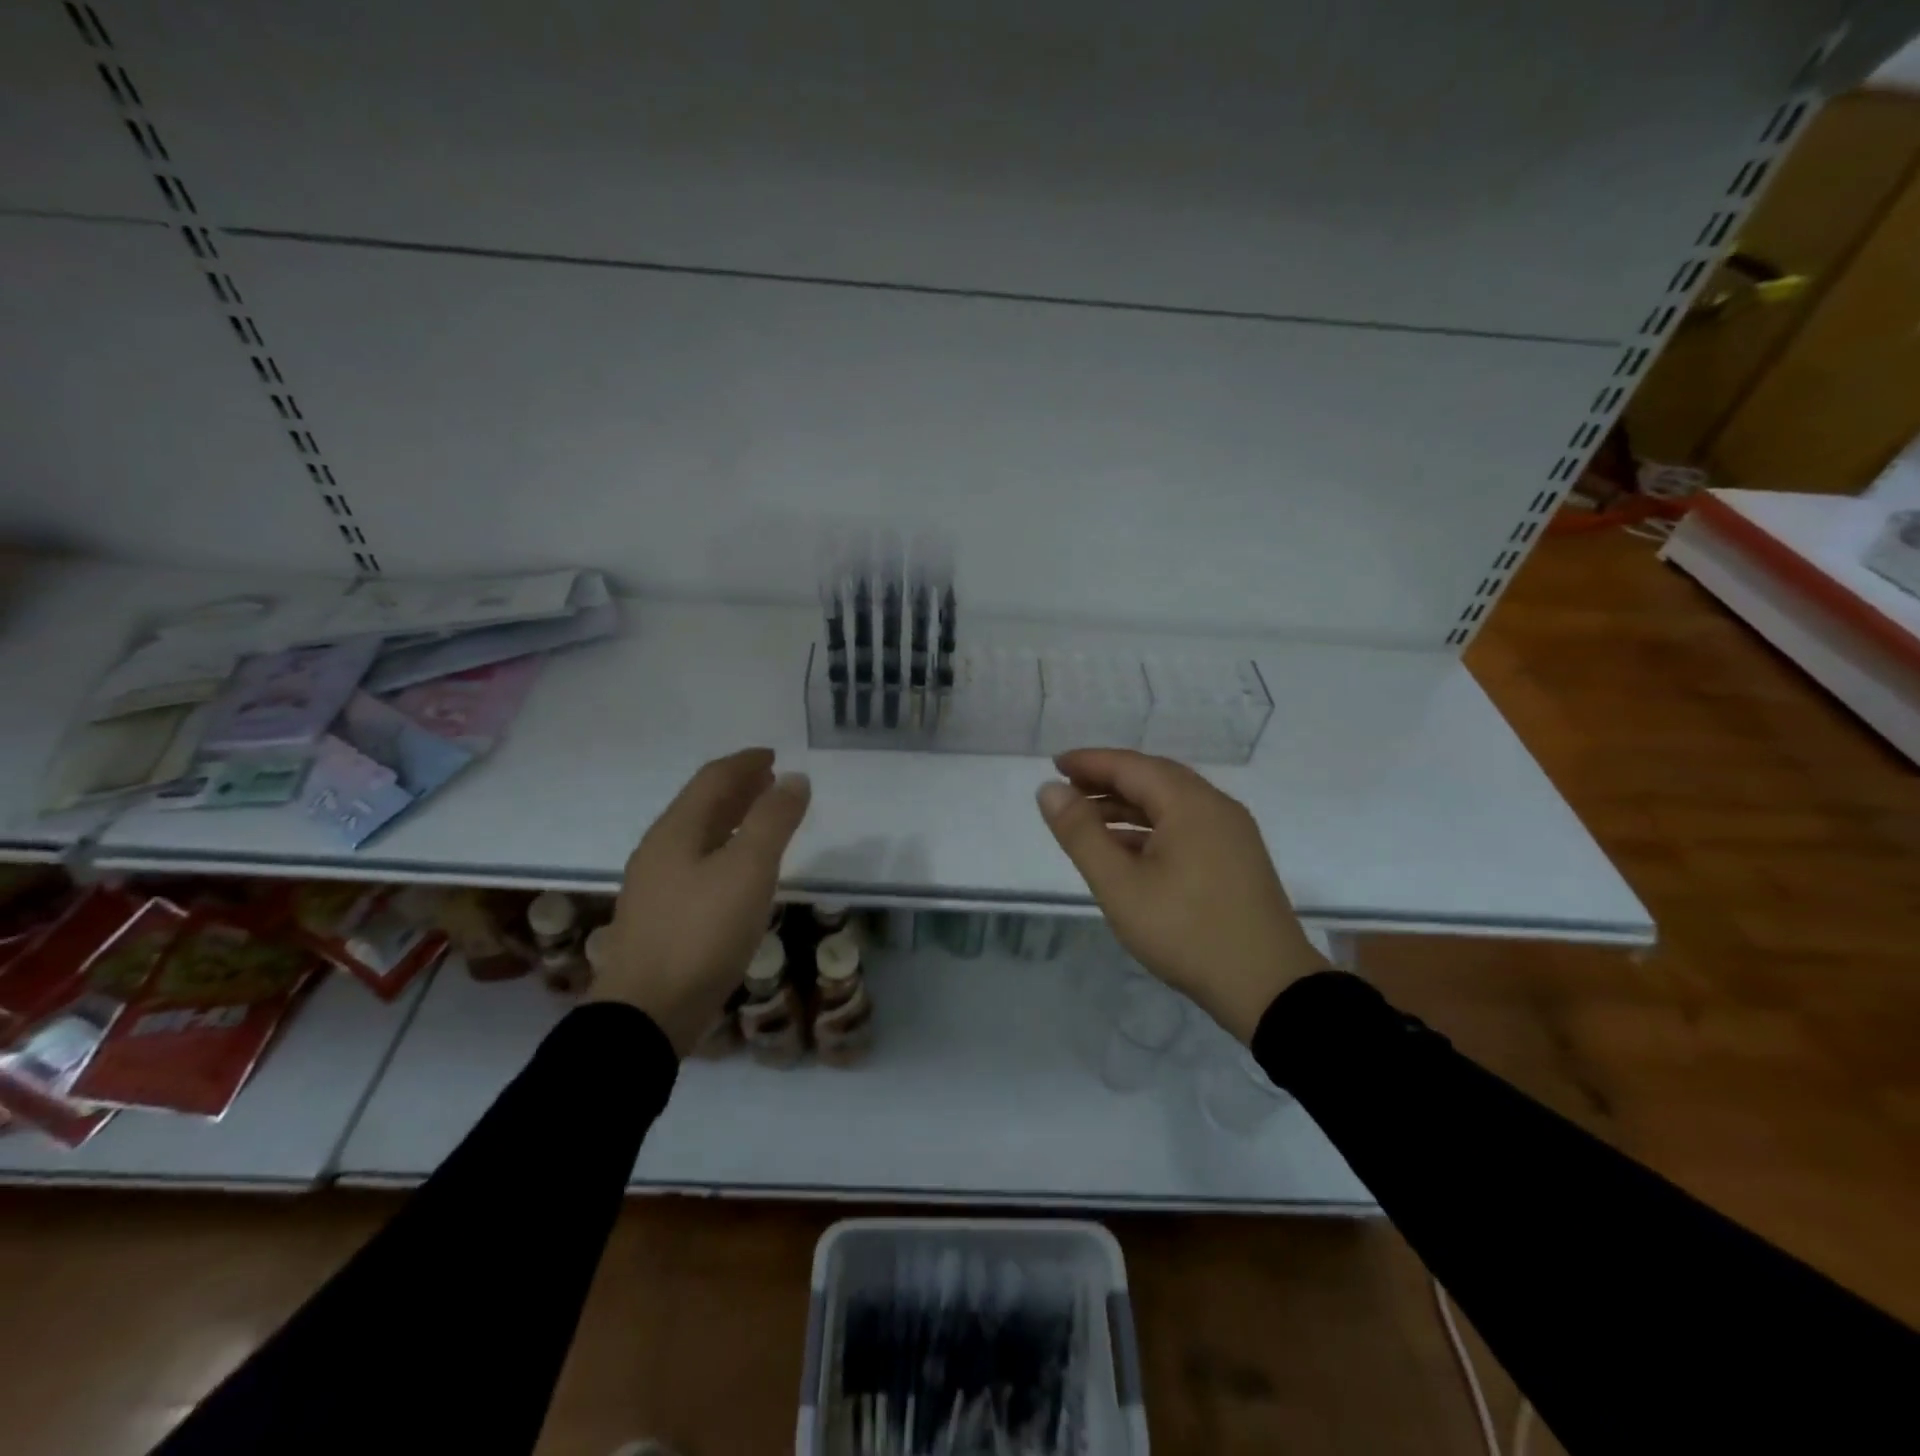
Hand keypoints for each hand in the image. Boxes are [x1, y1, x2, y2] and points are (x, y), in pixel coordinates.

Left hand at [591, 748, 810, 1053]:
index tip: (773, 756)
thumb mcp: (748, 870)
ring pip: (699, 835)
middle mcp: (660, 850)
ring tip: (762, 818)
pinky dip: (725, 850)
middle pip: (702, 805)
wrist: (646, 1015)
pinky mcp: (660, 918)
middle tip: (771, 781)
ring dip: (732, 818)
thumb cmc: (701, 933)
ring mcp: (655, 886)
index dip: (746, 763)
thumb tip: (795, 779)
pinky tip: (739, 871)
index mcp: (677, 830)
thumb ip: (773, 821)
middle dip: (739, 788)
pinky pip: (697, 864)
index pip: (713, 779)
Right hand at [1036, 748, 1325, 1043]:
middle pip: (1153, 778)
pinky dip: (1151, 828)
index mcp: (1191, 804)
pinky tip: (1126, 849)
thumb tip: (1050, 790)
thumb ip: (1081, 834)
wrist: (1268, 988)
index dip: (1090, 762)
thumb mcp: (1120, 885)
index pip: (1131, 766)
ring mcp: (1231, 833)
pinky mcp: (1236, 858)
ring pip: (1171, 804)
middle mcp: (1215, 807)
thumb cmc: (1186, 932)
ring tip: (1087, 819)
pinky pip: (1186, 826)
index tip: (1054, 764)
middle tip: (1067, 788)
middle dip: (1107, 780)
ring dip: (1128, 806)